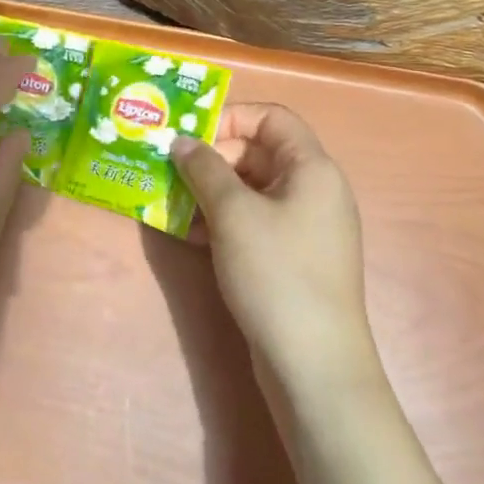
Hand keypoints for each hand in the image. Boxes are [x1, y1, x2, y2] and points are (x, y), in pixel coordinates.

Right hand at [170, 104, 381, 393]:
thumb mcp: (233, 213)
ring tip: (170, 202)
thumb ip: (204, 169)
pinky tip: (189, 234)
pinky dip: (222, 219)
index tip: (189, 134)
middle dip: (212, 158)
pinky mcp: (292, 257)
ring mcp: (304, 226)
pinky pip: (253, 221)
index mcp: (312, 167)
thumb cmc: (276, 273)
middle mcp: (313, 189)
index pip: (271, 116)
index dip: (229, 116)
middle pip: (258, 151)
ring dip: (210, 191)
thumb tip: (182, 141)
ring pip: (251, 189)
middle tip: (170, 170)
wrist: (314, 366)